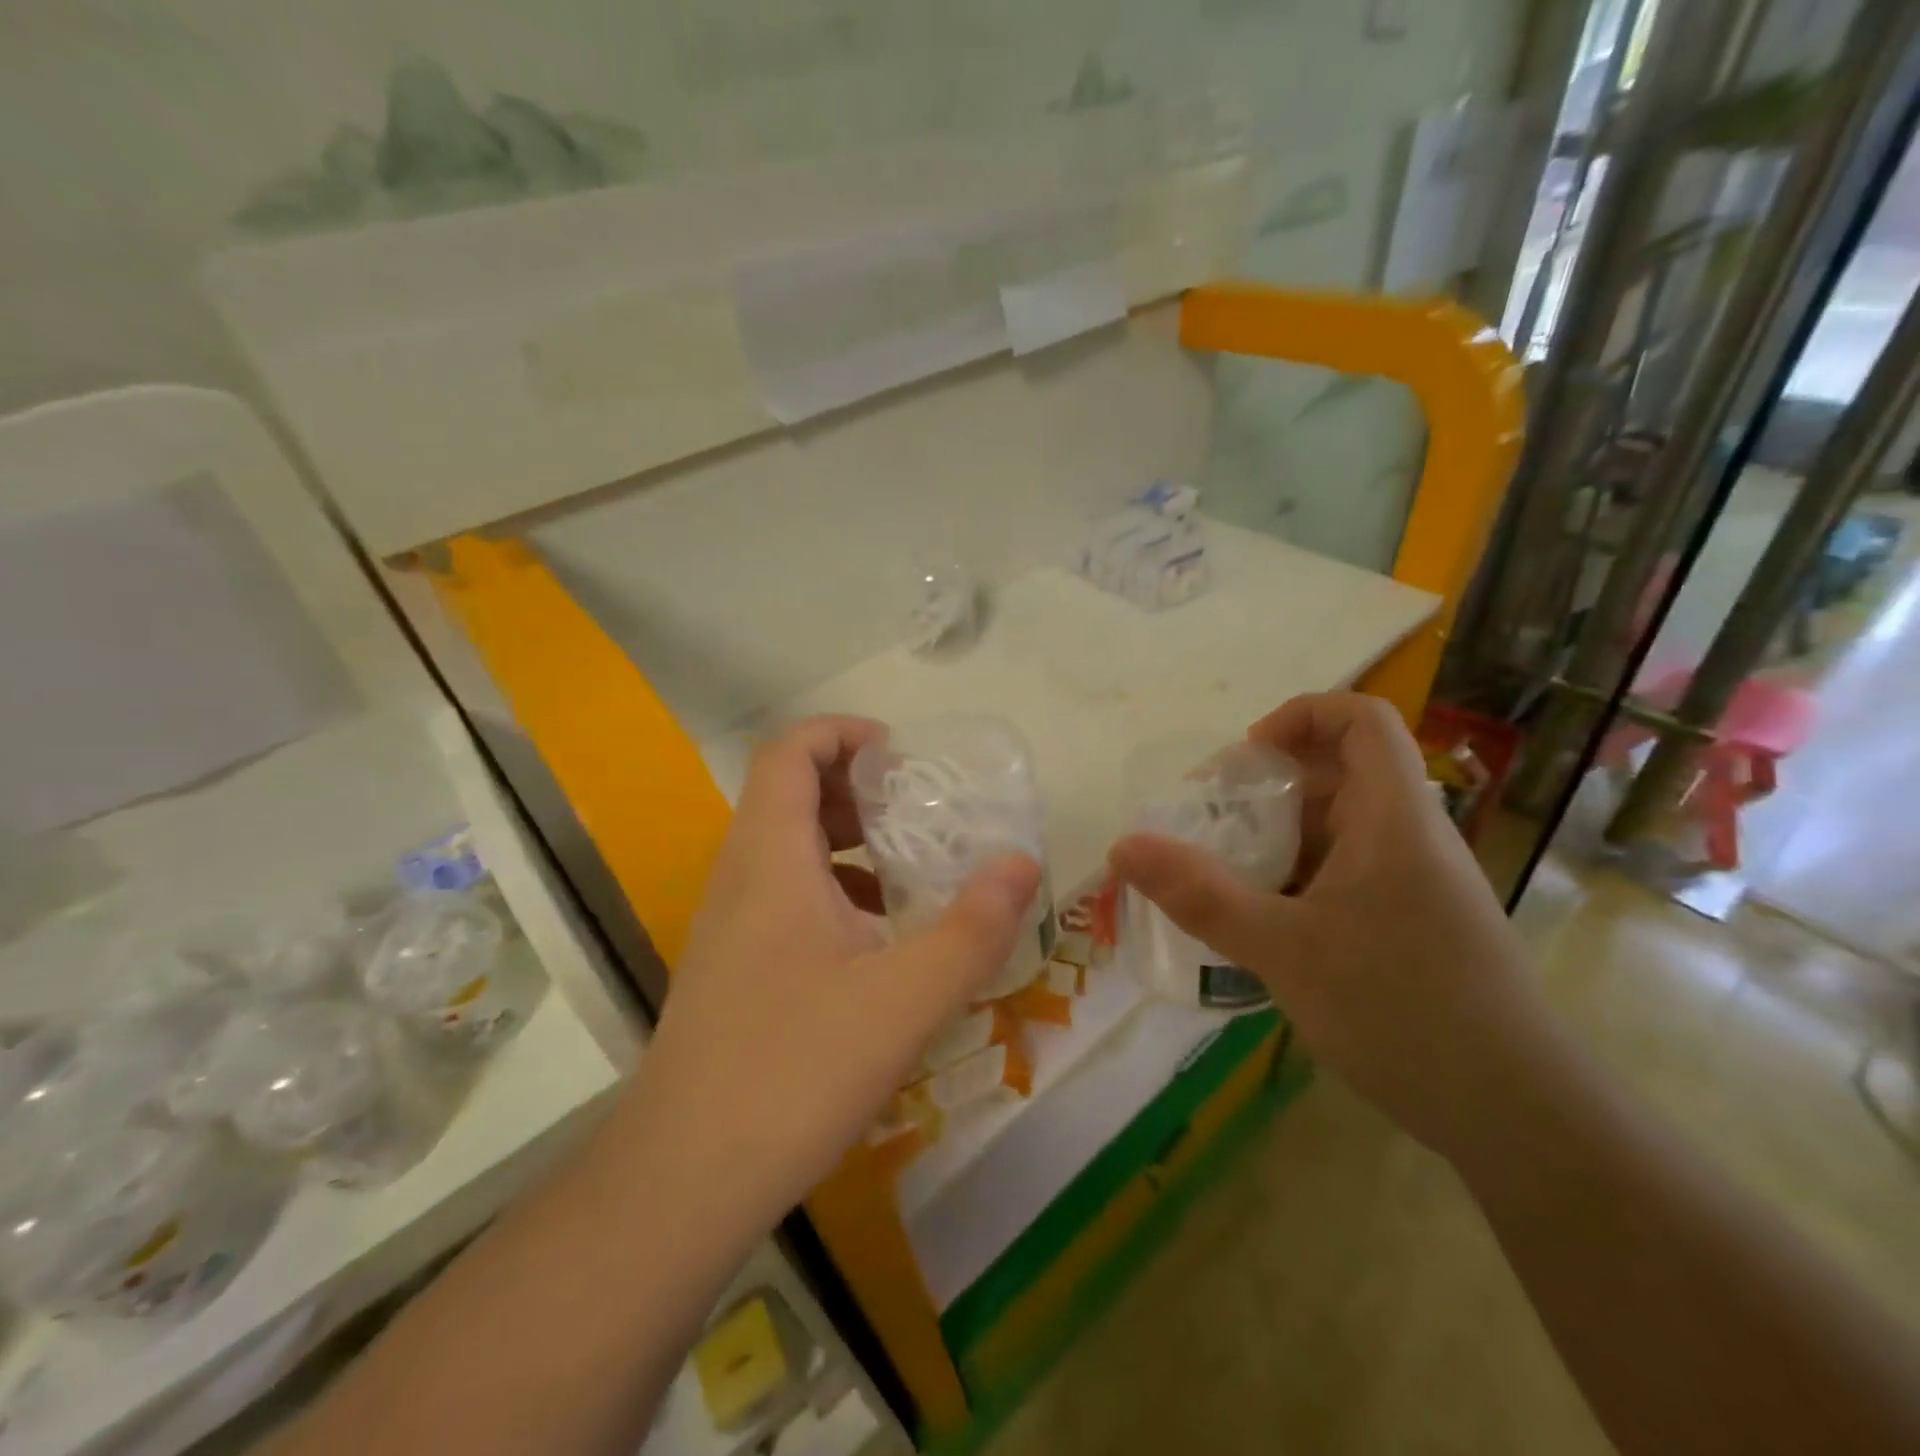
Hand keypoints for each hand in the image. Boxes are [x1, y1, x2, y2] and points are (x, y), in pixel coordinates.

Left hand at [622, 716, 1040, 1239]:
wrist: (684, 1179)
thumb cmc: (793, 1071)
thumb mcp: (905, 999)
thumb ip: (972, 928)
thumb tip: (1021, 862)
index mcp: (770, 857)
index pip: (789, 751)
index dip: (842, 732)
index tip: (902, 756)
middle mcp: (739, 876)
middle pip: (788, 792)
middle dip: (856, 787)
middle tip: (920, 811)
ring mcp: (729, 924)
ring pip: (786, 847)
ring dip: (846, 840)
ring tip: (911, 869)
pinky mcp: (732, 966)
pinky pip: (784, 895)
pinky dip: (833, 889)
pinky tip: (878, 941)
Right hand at [1109, 692, 1552, 1160]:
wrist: (1516, 1113)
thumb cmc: (1401, 1008)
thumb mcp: (1284, 948)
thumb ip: (1201, 895)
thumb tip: (1122, 847)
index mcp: (1392, 816)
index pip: (1359, 718)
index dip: (1298, 716)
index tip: (1243, 760)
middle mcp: (1408, 835)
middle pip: (1338, 772)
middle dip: (1266, 786)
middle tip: (1208, 821)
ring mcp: (1413, 882)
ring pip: (1337, 828)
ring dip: (1276, 838)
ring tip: (1221, 874)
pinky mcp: (1410, 923)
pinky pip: (1344, 874)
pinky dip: (1295, 879)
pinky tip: (1261, 924)